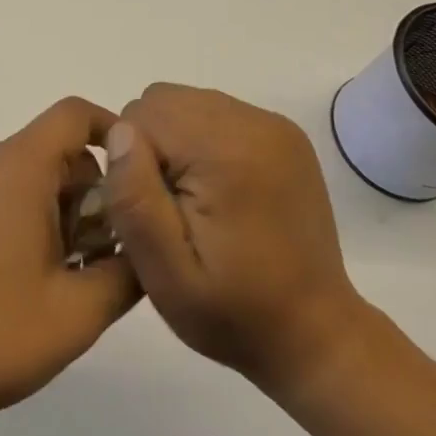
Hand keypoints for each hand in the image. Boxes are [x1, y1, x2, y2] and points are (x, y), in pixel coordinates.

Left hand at [0, 97, 141, 424]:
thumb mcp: (78, 313)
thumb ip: (127, 273)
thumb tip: (144, 245)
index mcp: (20, 166)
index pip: (74, 114)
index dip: (112, 131)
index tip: (136, 176)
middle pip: (56, 151)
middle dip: (90, 193)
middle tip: (98, 256)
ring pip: (30, 174)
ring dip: (59, 211)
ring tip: (62, 276)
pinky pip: (0, 191)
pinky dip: (26, 216)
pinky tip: (23, 277)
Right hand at [103, 83, 369, 398]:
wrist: (315, 334)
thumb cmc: (234, 312)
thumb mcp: (166, 275)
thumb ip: (135, 200)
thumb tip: (120, 132)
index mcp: (225, 150)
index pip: (140, 116)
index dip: (132, 162)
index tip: (153, 212)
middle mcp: (252, 122)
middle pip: (162, 100)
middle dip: (152, 146)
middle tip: (171, 206)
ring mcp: (272, 123)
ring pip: (187, 103)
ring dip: (176, 142)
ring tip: (194, 199)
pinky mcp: (282, 133)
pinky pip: (215, 113)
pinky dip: (202, 142)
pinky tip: (218, 189)